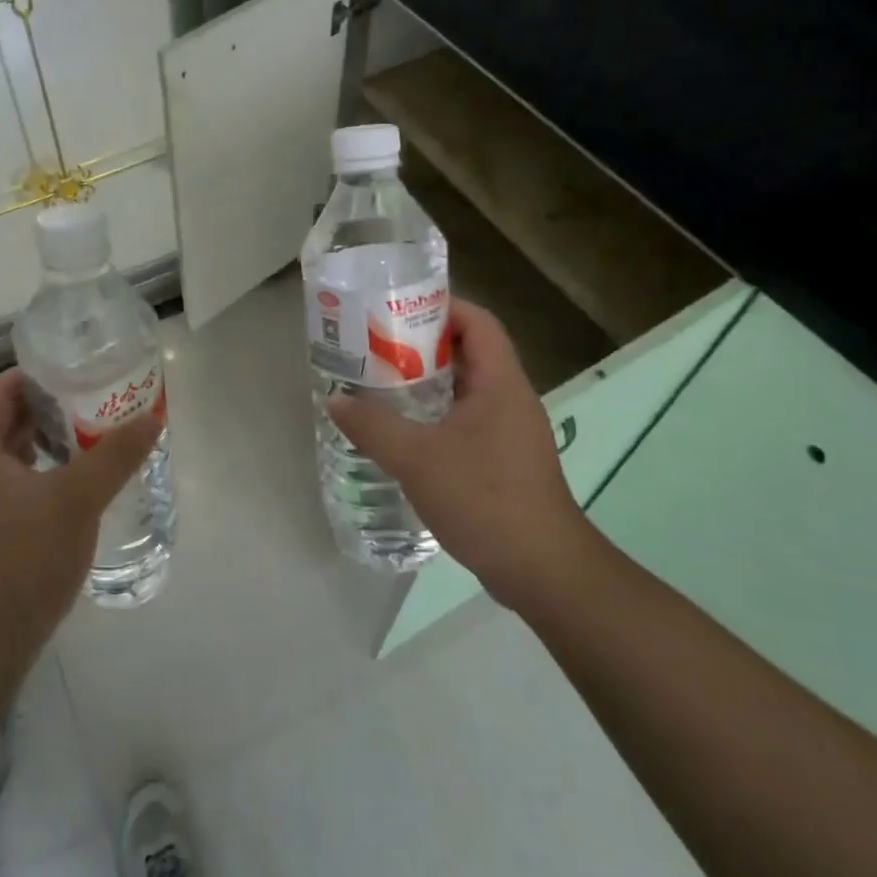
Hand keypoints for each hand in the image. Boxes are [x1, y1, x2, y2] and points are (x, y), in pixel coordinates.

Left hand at [0, 369, 161, 720]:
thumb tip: (152, 418)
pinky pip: (13, 482)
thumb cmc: (22, 559)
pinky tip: (77, 479)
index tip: (83, 367)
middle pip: (7, 419)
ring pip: (11, 453)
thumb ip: (115, 456)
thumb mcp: (76, 500)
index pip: (3, 389)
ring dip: (49, 440)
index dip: (42, 374)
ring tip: (95, 432)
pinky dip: (42, 471)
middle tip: (99, 396)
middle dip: (52, 406)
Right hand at [326, 299, 598, 612]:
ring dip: (424, 382)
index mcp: (500, 383)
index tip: (395, 308)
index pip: (477, 322)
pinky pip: (464, 420)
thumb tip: (334, 399)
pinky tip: (400, 431)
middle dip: (420, 344)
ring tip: (378, 382)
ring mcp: (508, 431)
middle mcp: (509, 398)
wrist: (542, 570)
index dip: (441, 306)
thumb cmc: (484, 499)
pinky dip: (433, 414)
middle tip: (374, 345)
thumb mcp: (417, 458)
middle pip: (467, 352)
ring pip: (463, 389)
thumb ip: (372, 426)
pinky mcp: (502, 460)